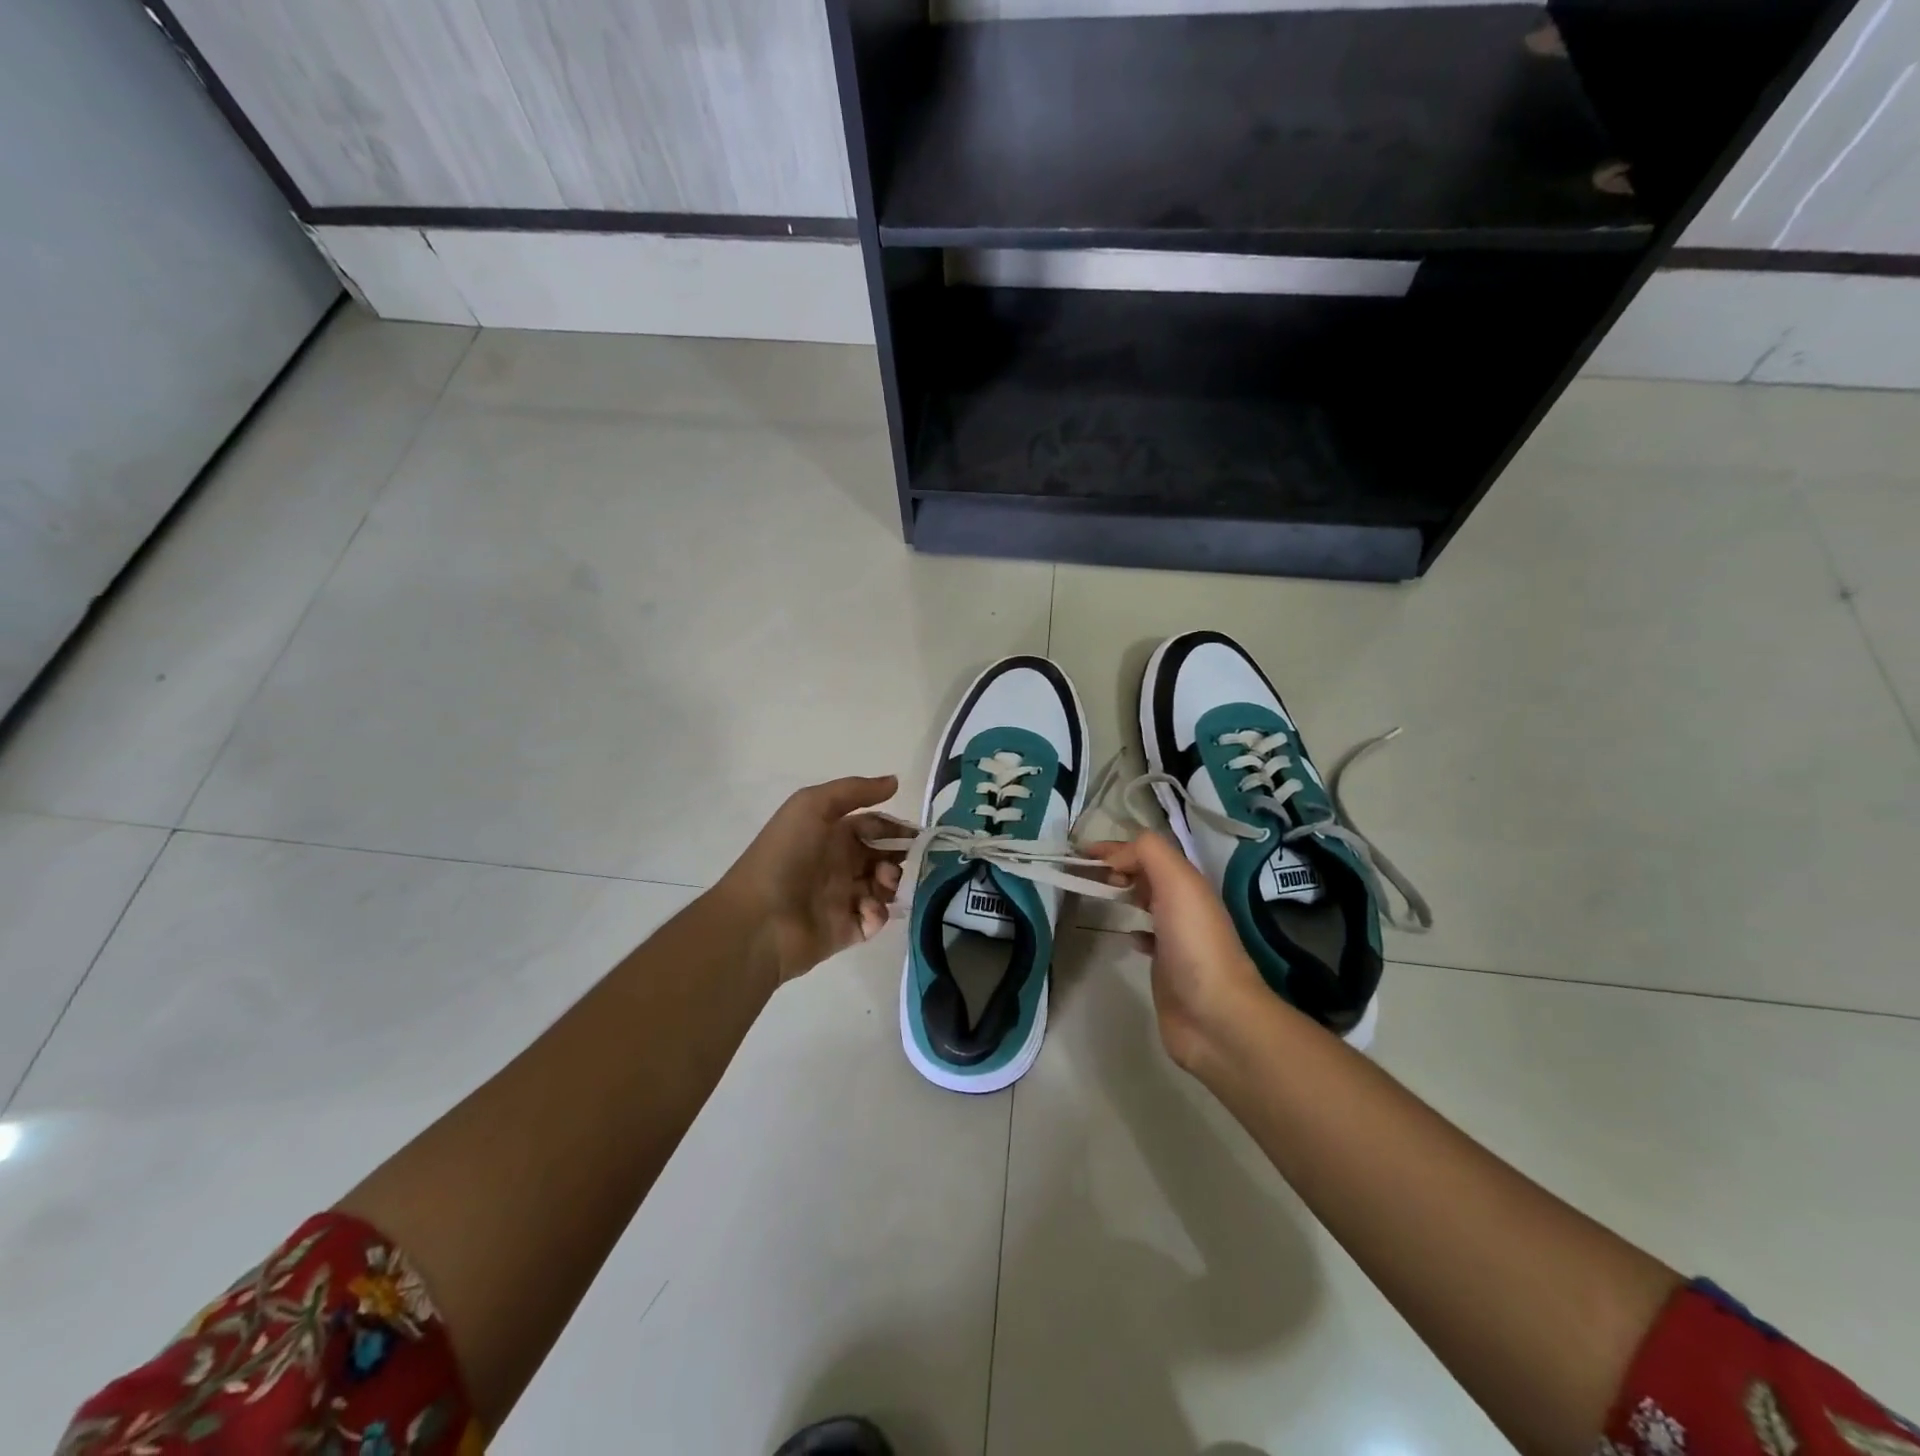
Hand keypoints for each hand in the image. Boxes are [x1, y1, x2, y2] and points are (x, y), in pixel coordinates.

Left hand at [713, 776, 904, 985]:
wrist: (759, 919)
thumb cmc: (785, 855)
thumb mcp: (813, 806)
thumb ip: (855, 791)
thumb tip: (895, 781)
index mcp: (830, 834)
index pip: (872, 826)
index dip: (895, 827)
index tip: (919, 833)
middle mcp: (838, 864)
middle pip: (882, 857)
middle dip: (901, 856)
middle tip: (912, 860)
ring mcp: (842, 898)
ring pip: (883, 888)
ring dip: (892, 882)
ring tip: (884, 883)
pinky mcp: (846, 930)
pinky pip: (874, 920)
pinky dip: (878, 913)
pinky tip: (867, 909)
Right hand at [1087, 833, 1270, 1071]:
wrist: (1215, 1015)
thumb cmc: (1194, 943)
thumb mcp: (1177, 882)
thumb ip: (1148, 854)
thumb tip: (1117, 857)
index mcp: (1187, 883)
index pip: (1149, 852)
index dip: (1117, 847)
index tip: (1082, 853)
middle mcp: (1183, 906)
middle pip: (1147, 875)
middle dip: (1118, 868)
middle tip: (1085, 874)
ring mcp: (1176, 938)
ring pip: (1147, 904)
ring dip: (1124, 894)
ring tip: (1097, 895)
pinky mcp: (1167, 968)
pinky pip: (1148, 938)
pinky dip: (1133, 930)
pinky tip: (1125, 936)